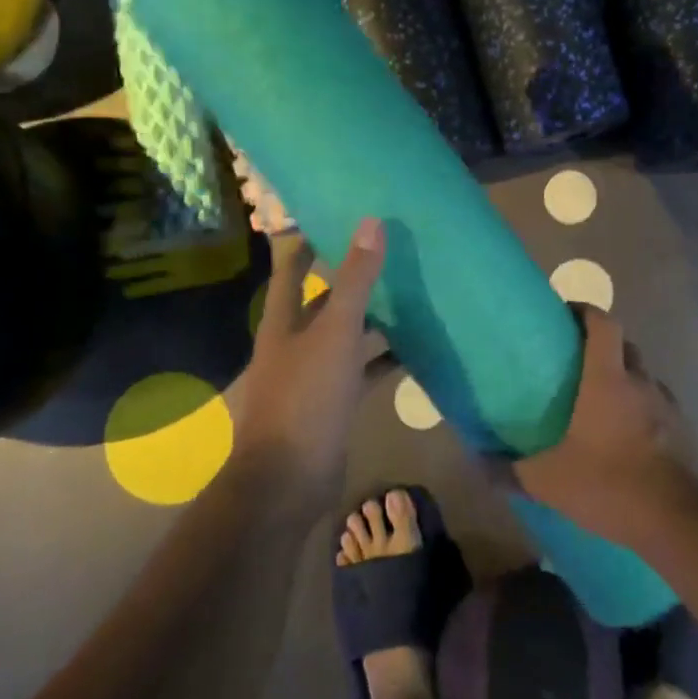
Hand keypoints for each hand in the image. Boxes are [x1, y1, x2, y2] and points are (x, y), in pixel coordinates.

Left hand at [230, 218, 385, 492]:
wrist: (289, 479)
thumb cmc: (306, 397)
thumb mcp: (335, 333)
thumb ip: (355, 280)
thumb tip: (371, 222)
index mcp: (283, 322)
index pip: (291, 270)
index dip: (308, 244)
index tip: (336, 218)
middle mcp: (294, 344)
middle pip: (322, 303)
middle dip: (350, 281)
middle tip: (390, 256)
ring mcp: (313, 377)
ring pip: (346, 338)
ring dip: (373, 321)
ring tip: (411, 297)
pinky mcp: (333, 405)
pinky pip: (361, 372)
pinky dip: (383, 361)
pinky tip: (414, 352)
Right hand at [510, 307, 691, 545]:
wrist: (675, 521)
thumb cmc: (608, 484)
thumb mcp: (547, 481)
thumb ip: (509, 470)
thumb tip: (476, 462)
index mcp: (608, 379)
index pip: (603, 323)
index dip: (585, 310)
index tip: (565, 315)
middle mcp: (640, 382)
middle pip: (624, 345)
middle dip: (602, 344)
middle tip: (575, 362)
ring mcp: (666, 405)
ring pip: (642, 376)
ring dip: (623, 378)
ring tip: (599, 401)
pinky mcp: (682, 430)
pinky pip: (657, 405)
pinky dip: (640, 408)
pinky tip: (625, 435)